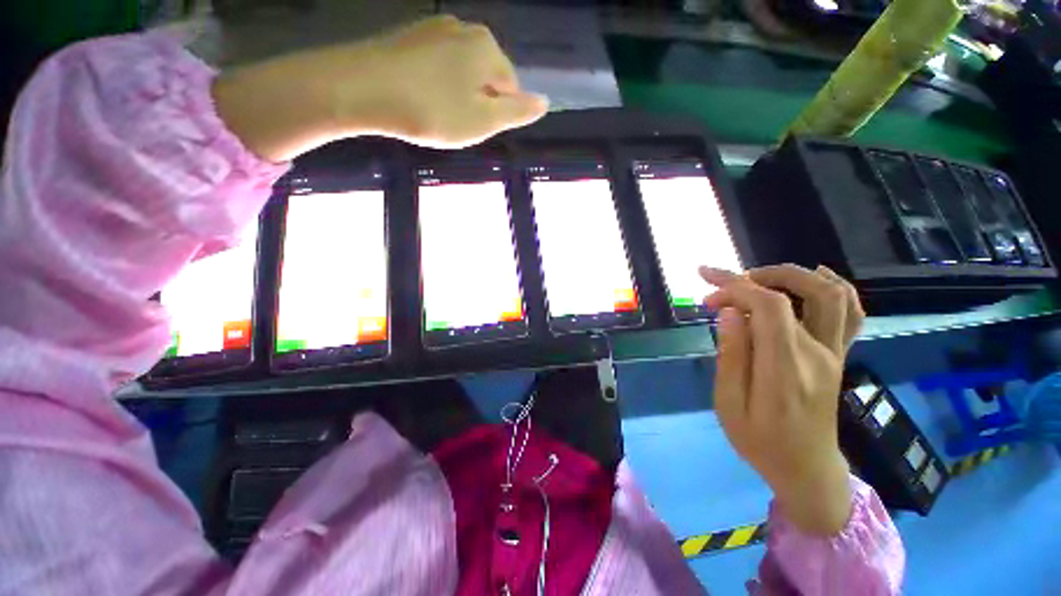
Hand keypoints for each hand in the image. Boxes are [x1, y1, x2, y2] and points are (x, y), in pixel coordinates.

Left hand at [213, 16, 547, 161]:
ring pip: (462, 71)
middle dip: (478, 102)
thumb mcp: (484, 121)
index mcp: (489, 48)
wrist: (362, 89)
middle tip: (455, 123)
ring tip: (436, 113)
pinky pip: (438, 65)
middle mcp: (467, 29)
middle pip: (487, 76)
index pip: (511, 87)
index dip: (498, 113)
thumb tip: (545, 102)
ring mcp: (436, 28)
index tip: (476, 128)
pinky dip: (436, 84)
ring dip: (457, 95)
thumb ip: (517, 112)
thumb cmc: (433, 110)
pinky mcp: (411, 36)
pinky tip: (420, 98)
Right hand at [699, 264, 864, 536]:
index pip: (768, 307)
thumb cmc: (759, 441)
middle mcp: (817, 354)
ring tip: (756, 277)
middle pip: (798, 292)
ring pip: (831, 294)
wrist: (807, 469)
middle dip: (754, 277)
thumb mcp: (729, 405)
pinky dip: (833, 286)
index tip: (706, 288)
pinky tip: (812, 277)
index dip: (735, 287)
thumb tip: (727, 312)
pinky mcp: (839, 354)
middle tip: (722, 284)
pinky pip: (851, 311)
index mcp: (785, 369)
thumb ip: (730, 356)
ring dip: (792, 275)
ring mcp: (834, 353)